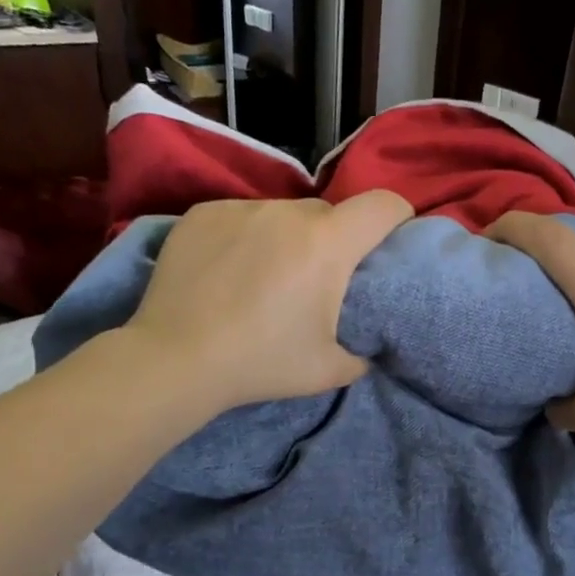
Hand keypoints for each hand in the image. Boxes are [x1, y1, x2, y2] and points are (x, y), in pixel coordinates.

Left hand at [125, 191, 412, 411]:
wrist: (176, 359)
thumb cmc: (262, 362)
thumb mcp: (329, 370)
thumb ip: (361, 354)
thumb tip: (367, 348)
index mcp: (329, 244)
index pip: (384, 205)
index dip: (398, 218)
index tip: (392, 241)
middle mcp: (288, 212)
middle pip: (329, 213)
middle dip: (335, 239)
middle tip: (318, 279)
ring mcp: (241, 208)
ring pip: (282, 214)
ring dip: (287, 238)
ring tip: (265, 277)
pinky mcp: (202, 213)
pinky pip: (240, 217)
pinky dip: (245, 237)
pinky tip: (227, 272)